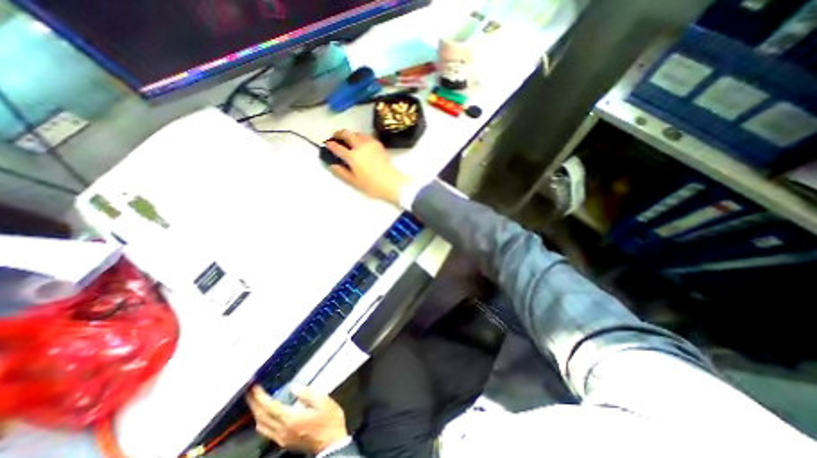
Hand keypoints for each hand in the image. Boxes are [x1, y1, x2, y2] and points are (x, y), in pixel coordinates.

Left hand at [241, 384, 343, 452]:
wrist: (332, 442)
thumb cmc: (329, 419)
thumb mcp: (323, 401)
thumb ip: (307, 393)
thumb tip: (293, 387)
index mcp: (291, 419)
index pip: (269, 407)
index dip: (260, 396)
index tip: (254, 387)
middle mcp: (282, 430)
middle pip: (261, 417)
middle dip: (254, 403)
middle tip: (250, 392)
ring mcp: (282, 438)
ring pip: (261, 426)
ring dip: (256, 413)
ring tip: (257, 400)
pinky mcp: (284, 442)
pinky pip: (266, 431)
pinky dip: (262, 420)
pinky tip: (266, 414)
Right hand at [326, 130, 411, 205]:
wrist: (391, 182)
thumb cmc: (372, 185)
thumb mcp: (354, 182)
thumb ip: (342, 173)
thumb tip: (332, 165)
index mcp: (352, 156)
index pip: (338, 148)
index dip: (331, 145)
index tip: (327, 144)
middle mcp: (360, 146)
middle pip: (347, 134)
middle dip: (339, 133)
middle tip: (336, 136)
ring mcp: (370, 144)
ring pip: (357, 133)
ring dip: (350, 133)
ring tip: (348, 138)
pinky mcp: (378, 144)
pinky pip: (367, 136)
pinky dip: (361, 136)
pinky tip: (361, 141)